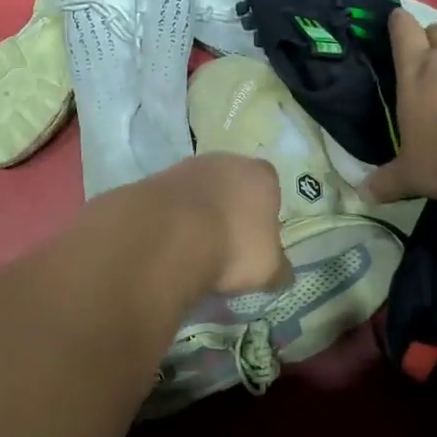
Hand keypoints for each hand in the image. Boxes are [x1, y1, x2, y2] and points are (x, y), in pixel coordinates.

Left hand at [147, 152, 291, 296]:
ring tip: (193, 249)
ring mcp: (186, 167)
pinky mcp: (154, 180)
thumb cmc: (233, 247)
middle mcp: (225, 161)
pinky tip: (169, 244)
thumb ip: (279, 270)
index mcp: (261, 175)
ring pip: (199, 192)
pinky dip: (171, 220)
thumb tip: (283, 275)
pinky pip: (170, 203)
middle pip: (232, 186)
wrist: (167, 235)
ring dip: (198, 214)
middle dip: (229, 211)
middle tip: (225, 245)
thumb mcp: (268, 269)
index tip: (256, 241)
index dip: (264, 214)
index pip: (270, 188)